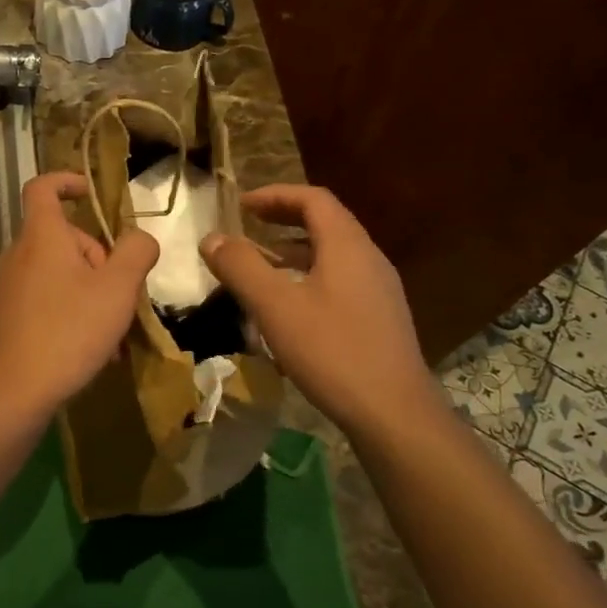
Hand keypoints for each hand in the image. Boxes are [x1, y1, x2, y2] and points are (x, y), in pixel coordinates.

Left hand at [0, 173, 158, 417]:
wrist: (15, 391)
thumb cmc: (69, 330)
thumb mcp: (118, 288)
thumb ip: (136, 252)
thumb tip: (140, 239)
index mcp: (41, 236)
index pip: (43, 187)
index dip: (67, 181)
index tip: (92, 194)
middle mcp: (19, 254)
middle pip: (63, 237)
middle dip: (98, 257)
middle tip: (120, 292)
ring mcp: (10, 286)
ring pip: (59, 273)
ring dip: (91, 291)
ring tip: (114, 331)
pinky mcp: (9, 316)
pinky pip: (48, 299)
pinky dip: (73, 311)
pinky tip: (95, 349)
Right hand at [200, 184, 442, 436]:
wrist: (394, 412)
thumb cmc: (332, 351)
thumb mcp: (275, 307)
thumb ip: (241, 267)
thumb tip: (212, 238)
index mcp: (347, 246)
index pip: (313, 199)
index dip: (275, 195)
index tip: (241, 204)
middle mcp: (369, 258)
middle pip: (326, 222)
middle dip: (284, 218)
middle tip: (249, 226)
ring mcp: (379, 289)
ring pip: (333, 253)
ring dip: (295, 249)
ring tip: (262, 263)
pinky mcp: (380, 317)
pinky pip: (340, 279)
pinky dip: (309, 275)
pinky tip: (290, 306)